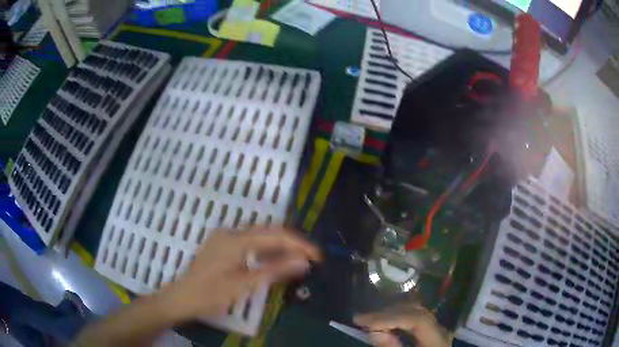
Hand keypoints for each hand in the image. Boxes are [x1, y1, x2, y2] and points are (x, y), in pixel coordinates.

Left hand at [161, 227, 321, 319]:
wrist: (182, 297)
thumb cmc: (211, 294)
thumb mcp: (244, 285)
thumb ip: (274, 270)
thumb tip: (303, 262)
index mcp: (236, 239)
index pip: (275, 235)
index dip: (299, 244)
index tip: (317, 256)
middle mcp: (231, 233)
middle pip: (268, 233)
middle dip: (291, 244)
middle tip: (310, 259)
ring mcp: (225, 238)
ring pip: (259, 237)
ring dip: (279, 248)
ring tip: (297, 261)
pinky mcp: (222, 246)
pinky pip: (249, 244)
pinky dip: (264, 252)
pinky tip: (273, 262)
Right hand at [354, 303, 450, 346]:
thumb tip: (374, 331)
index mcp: (437, 338)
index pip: (416, 319)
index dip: (389, 318)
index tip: (363, 322)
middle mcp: (439, 328)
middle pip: (415, 311)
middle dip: (387, 313)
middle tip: (360, 319)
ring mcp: (436, 327)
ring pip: (414, 310)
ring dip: (390, 313)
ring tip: (369, 320)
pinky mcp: (430, 330)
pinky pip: (414, 316)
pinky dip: (397, 316)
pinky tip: (384, 321)